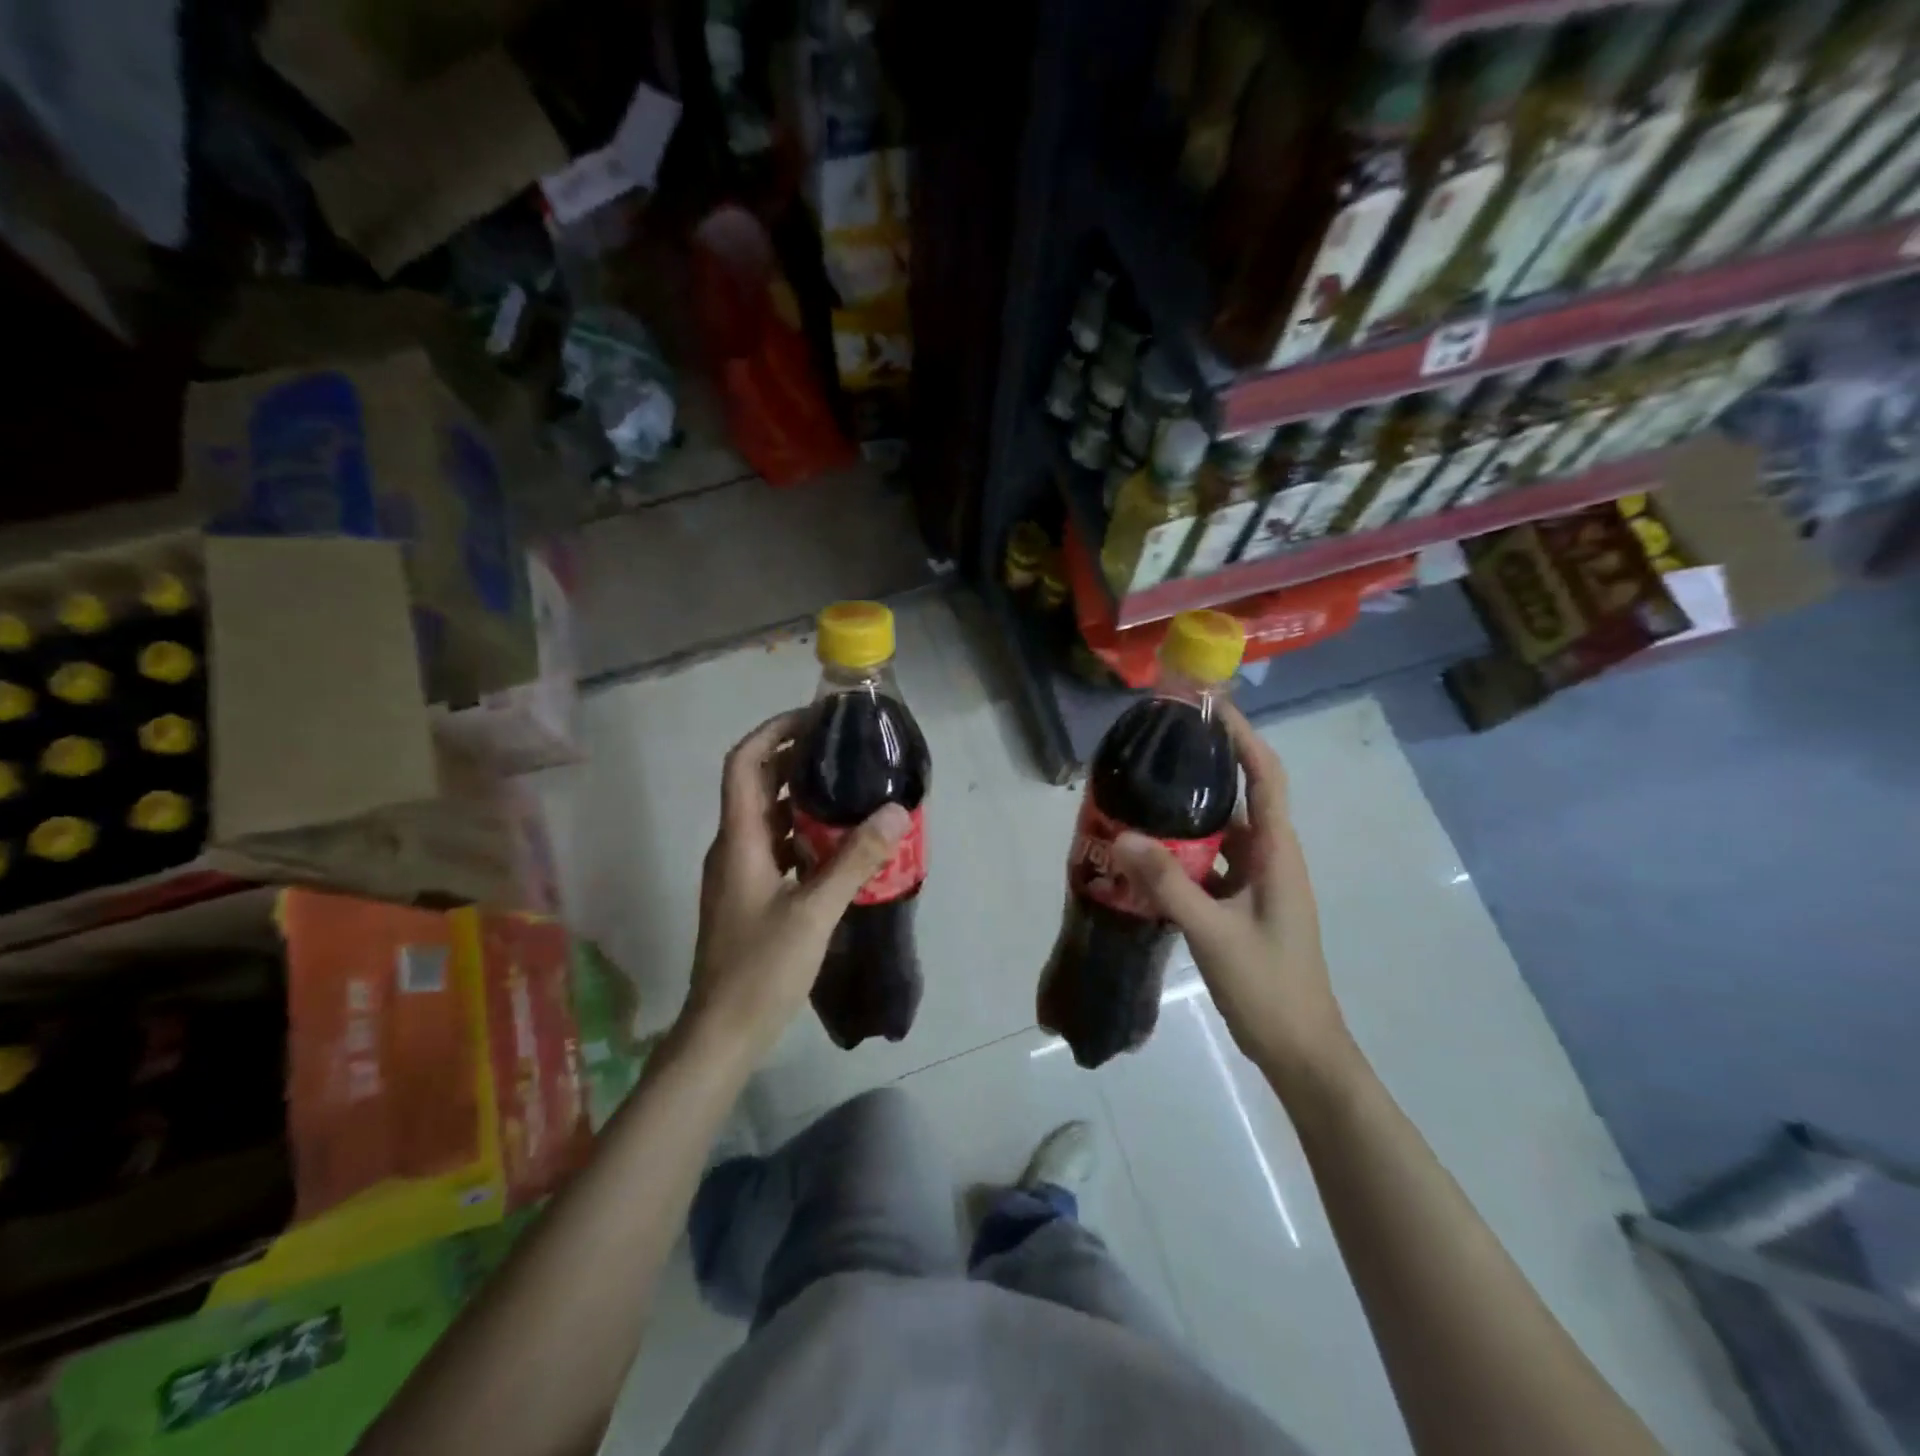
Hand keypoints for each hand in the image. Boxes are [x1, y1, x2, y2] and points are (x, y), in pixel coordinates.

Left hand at [681, 712, 910, 1059]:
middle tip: (846, 748)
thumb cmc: (760, 970)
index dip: (774, 731)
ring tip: (851, 788)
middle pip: (759, 784)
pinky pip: (779, 847)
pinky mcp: (752, 895)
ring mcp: (741, 873)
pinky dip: (806, 834)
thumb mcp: (814, 913)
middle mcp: (734, 847)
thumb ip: (855, 861)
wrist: (722, 1034)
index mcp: (739, 839)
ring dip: (804, 797)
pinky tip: (841, 845)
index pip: (744, 763)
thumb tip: (894, 811)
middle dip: (796, 758)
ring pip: (771, 817)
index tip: (814, 718)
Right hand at [1112, 703, 1359, 1096]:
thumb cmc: (1269, 987)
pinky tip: (1145, 855)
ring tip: (1141, 795)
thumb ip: (1168, 884)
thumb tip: (1122, 835)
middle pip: (1239, 796)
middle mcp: (1270, 857)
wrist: (1301, 1050)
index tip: (1208, 706)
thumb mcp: (1214, 933)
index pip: (1265, 776)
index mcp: (1277, 852)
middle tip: (1157, 747)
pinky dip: (1181, 854)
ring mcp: (1257, 882)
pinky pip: (1209, 864)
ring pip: (1219, 833)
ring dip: (1186, 814)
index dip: (1242, 737)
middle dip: (1204, 767)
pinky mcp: (1242, 904)